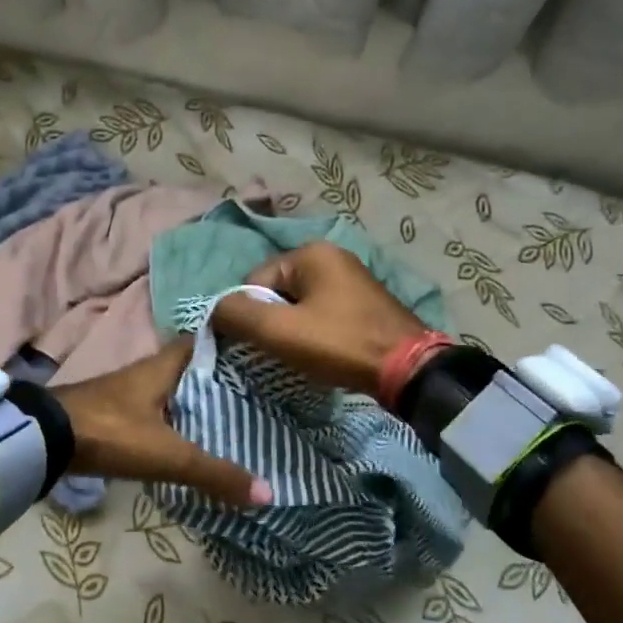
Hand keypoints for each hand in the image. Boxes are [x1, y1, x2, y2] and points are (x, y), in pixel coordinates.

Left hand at [53, 342, 270, 508]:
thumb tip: (268, 492)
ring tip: (237, 418)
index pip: (205, 341)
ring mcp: (129, 393)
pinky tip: (193, 440)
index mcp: (164, 366)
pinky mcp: (116, 415)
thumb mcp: (168, 454)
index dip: (233, 344)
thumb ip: (214, 473)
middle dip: (222, 380)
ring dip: (199, 402)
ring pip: (175, 391)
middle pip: (193, 369)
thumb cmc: (112, 431)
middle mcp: (149, 372)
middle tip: (261, 394)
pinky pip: (158, 412)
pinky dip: (178, 422)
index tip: (264, 355)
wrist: (44, 440)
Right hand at [211, 242, 428, 395]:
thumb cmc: (339, 343)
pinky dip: (316, 331)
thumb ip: (237, 315)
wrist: (409, 370)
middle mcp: (332, 255)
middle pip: (278, 291)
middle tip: (283, 352)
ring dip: (294, 329)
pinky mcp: (365, 301)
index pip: (255, 281)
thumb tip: (213, 310)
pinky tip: (324, 352)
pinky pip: (323, 311)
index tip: (264, 343)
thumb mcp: (280, 331)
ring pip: (300, 304)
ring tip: (303, 355)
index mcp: (310, 252)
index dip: (251, 315)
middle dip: (274, 322)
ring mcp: (352, 277)